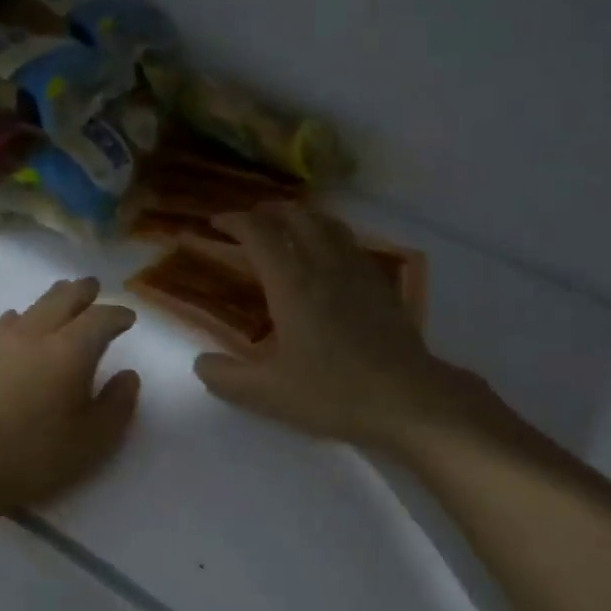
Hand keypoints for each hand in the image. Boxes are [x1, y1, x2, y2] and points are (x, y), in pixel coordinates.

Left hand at [0, 277, 140, 514]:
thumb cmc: (35, 457)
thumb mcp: (93, 441)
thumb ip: (118, 404)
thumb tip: (127, 375)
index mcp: (70, 351)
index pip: (101, 318)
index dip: (118, 315)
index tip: (128, 318)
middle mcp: (37, 334)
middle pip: (65, 297)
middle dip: (84, 291)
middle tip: (96, 289)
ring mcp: (1, 340)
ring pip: (35, 305)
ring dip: (55, 299)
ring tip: (64, 300)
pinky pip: (7, 321)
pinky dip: (24, 317)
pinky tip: (21, 326)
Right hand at [193, 205, 510, 454]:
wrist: (408, 399)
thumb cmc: (334, 393)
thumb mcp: (268, 394)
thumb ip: (226, 378)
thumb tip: (201, 363)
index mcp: (292, 284)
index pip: (259, 233)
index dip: (234, 221)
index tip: (216, 223)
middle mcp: (325, 265)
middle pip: (297, 216)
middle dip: (269, 211)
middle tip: (251, 222)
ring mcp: (358, 271)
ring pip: (328, 224)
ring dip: (302, 217)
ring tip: (288, 228)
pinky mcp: (381, 285)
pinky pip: (351, 243)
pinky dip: (330, 235)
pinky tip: (329, 257)